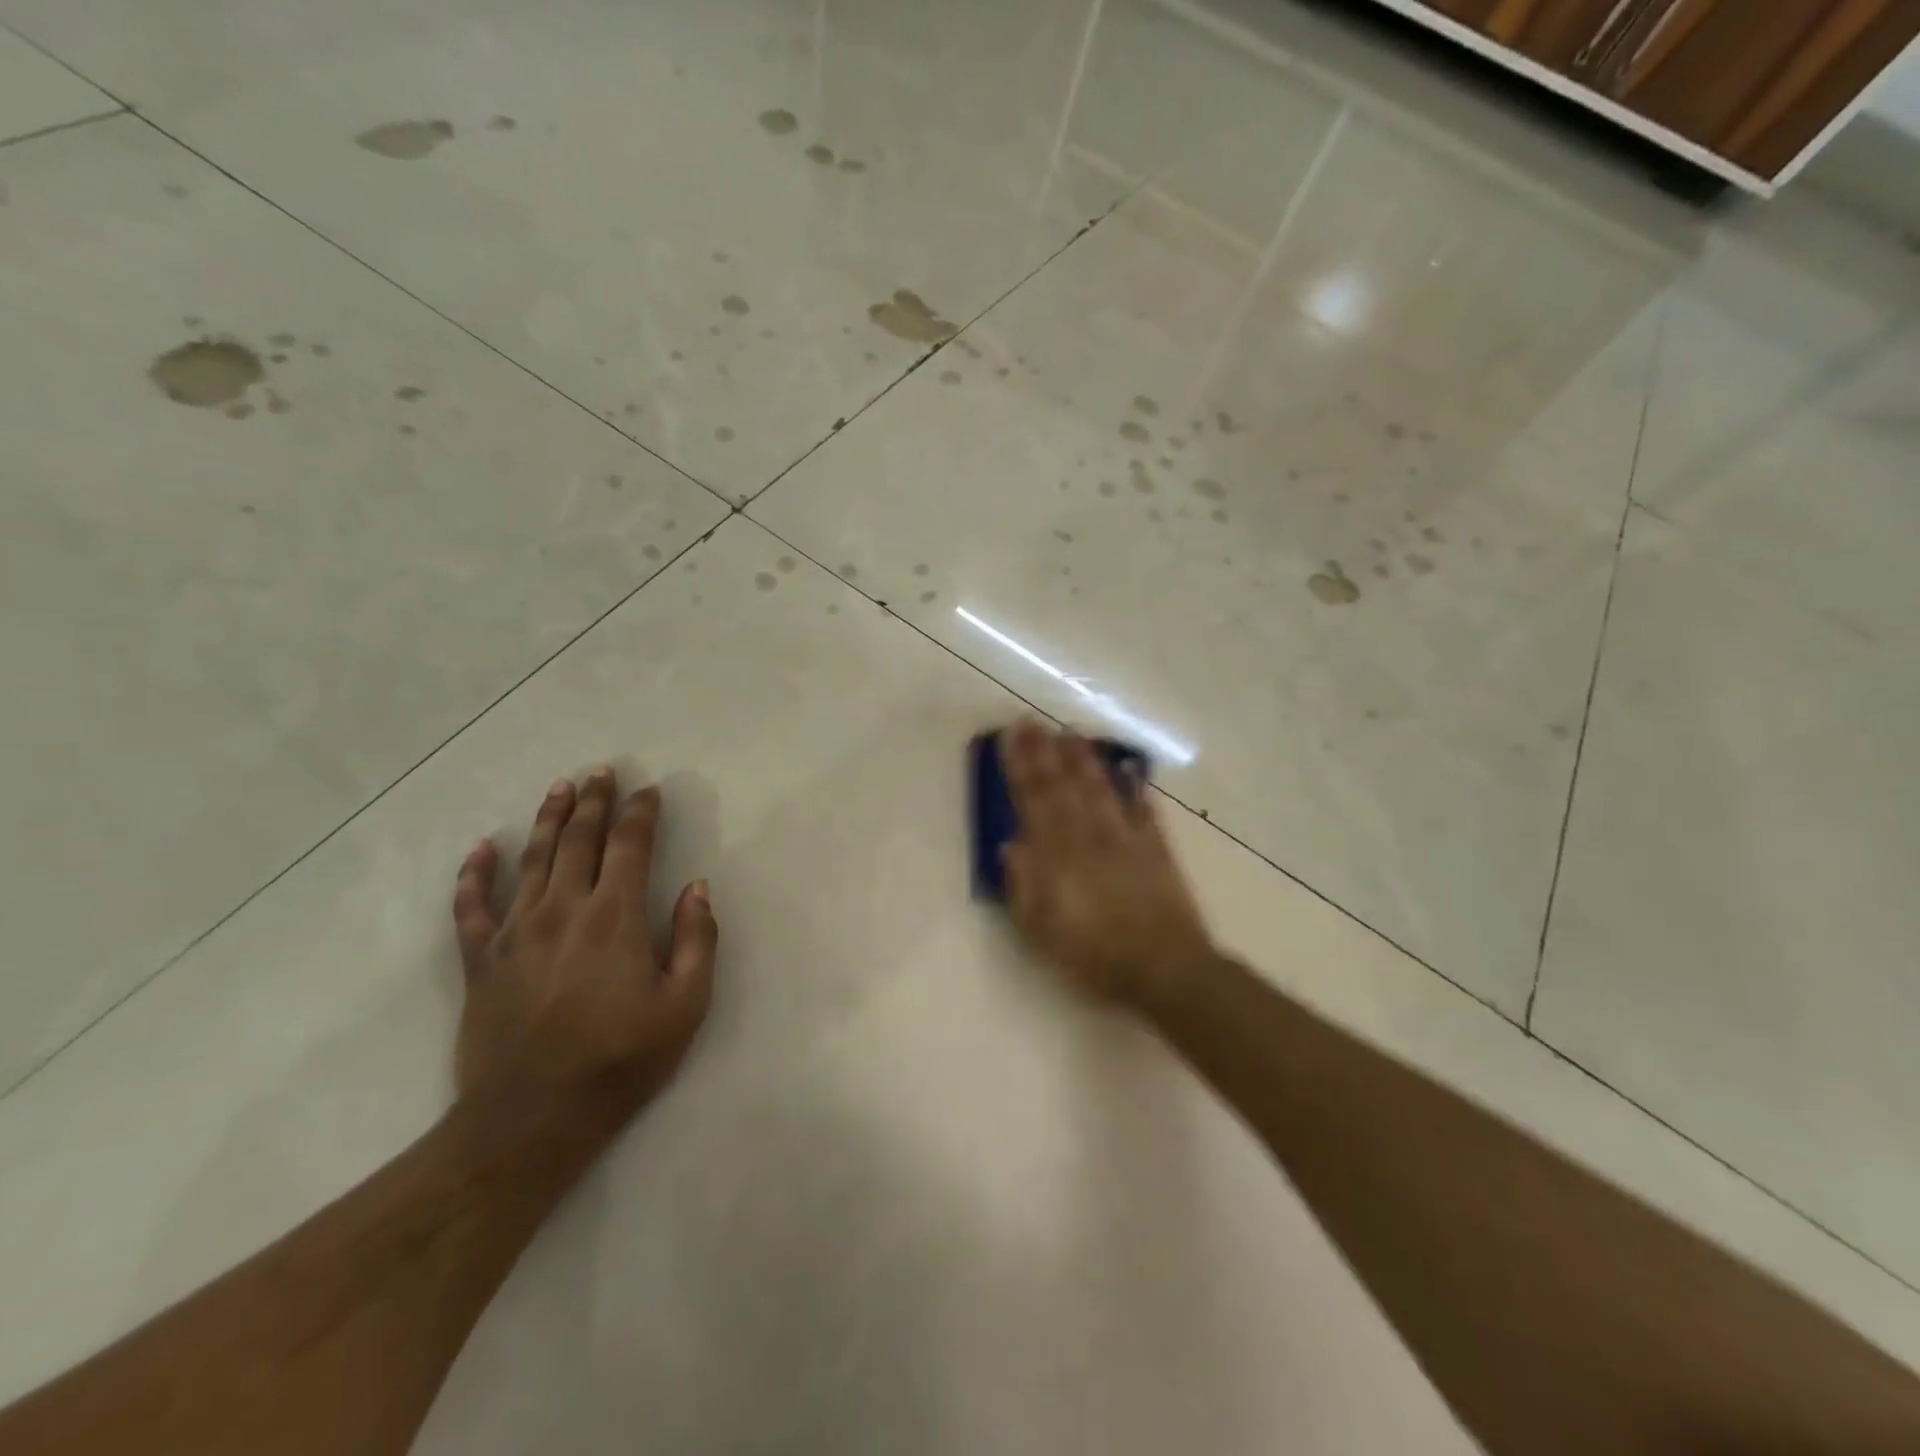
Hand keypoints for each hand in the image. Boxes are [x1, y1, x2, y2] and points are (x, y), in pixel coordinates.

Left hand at [451, 768, 717, 1131]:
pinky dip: (474, 874)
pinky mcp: (480, 961)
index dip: (641, 813)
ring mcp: (514, 933)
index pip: (630, 846)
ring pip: (531, 860)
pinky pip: (470, 906)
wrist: (531, 1119)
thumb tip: (697, 887)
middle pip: (578, 840)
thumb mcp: (685, 1006)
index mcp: (614, 917)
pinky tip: (481, 848)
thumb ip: (698, 940)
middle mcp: (562, 910)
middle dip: (593, 802)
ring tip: (559, 787)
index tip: (649, 790)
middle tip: (601, 771)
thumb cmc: (620, 1060)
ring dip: (547, 819)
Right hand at [1000, 721, 1215, 1010]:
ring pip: (1101, 790)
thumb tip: (1011, 843)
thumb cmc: (1094, 957)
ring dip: (1085, 760)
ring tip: (1072, 734)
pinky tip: (1130, 770)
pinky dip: (1136, 789)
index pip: (1034, 802)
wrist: (1165, 970)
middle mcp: (1090, 838)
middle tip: (1033, 722)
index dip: (1021, 767)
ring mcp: (1126, 840)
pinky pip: (1144, 811)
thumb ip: (1024, 886)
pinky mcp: (1157, 849)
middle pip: (1064, 787)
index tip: (1012, 738)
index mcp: (1058, 857)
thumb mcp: (1043, 932)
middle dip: (1046, 753)